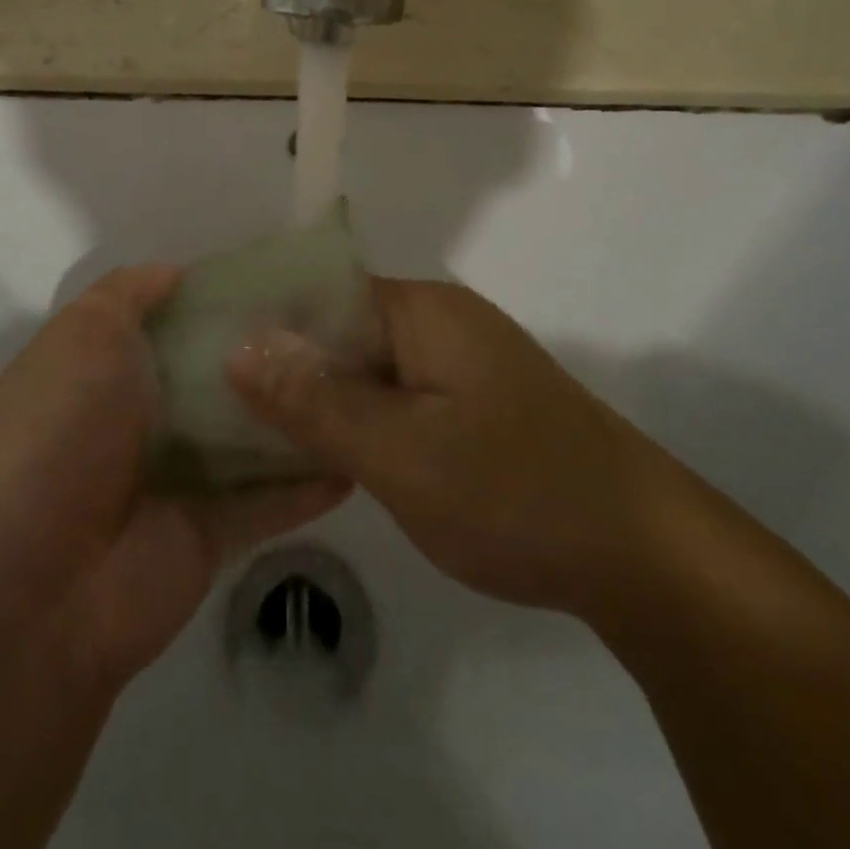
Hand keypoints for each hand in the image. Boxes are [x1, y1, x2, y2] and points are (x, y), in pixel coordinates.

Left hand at [0, 266, 348, 689]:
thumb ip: (126, 296)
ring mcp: (178, 479)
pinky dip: (309, 480)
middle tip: (339, 318)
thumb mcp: (82, 337)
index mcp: (106, 370)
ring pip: (250, 433)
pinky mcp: (212, 532)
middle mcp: (142, 420)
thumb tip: (174, 272)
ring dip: (295, 410)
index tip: (276, 274)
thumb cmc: (60, 433)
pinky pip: (271, 500)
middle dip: (267, 348)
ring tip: (365, 373)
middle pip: (217, 374)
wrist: (39, 587)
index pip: (172, 320)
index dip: (217, 296)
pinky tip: (359, 453)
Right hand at [228, 277, 667, 612]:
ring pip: (364, 368)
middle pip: (338, 328)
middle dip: (283, 365)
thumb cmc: (516, 493)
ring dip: (318, 397)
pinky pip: (393, 397)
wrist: (646, 557)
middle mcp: (437, 321)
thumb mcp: (401, 453)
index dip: (262, 321)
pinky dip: (356, 420)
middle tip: (214, 407)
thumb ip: (317, 400)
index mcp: (420, 310)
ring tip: (249, 433)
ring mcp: (457, 363)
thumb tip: (238, 346)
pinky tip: (319, 454)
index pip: (318, 291)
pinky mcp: (471, 404)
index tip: (202, 356)